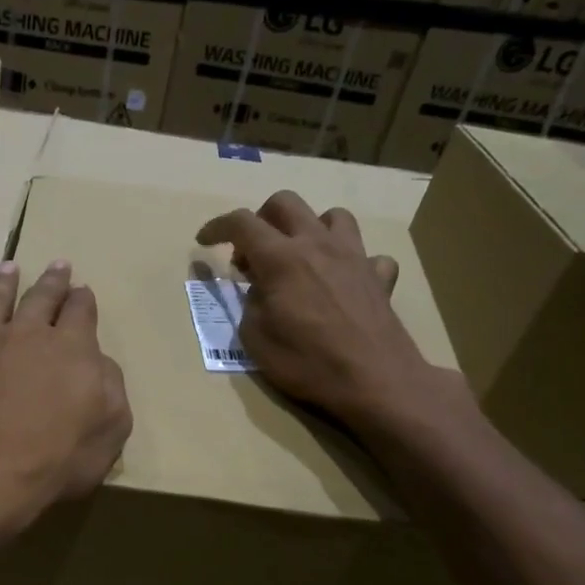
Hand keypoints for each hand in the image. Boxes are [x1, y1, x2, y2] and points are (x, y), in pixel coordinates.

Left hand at [0, 259, 132, 536]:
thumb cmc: (54, 460)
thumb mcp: (110, 430)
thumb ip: (111, 387)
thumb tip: (97, 361)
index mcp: (71, 347)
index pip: (81, 311)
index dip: (83, 299)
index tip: (82, 290)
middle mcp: (26, 334)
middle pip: (41, 297)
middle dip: (53, 280)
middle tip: (58, 265)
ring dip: (6, 282)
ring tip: (10, 268)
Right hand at [197, 191, 448, 423]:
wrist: (374, 381)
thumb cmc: (307, 362)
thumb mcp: (255, 338)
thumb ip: (250, 304)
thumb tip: (259, 290)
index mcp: (281, 258)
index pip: (241, 222)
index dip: (216, 226)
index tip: (204, 241)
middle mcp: (317, 245)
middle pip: (285, 203)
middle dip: (261, 218)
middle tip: (252, 253)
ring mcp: (354, 256)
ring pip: (332, 216)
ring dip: (310, 228)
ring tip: (300, 256)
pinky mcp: (380, 277)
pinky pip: (369, 255)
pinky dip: (352, 262)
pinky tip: (344, 281)